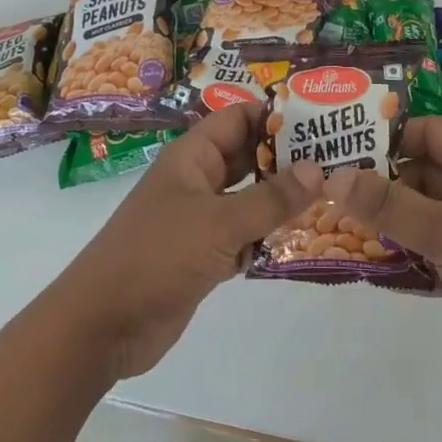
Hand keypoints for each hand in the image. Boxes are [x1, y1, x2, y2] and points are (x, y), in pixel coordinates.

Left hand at [55, 103, 322, 380]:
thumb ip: (271, 199)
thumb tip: (318, 169)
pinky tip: (301, 240)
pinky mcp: (203, 255)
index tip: (322, 122)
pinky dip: (266, 237)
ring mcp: (199, 219)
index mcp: (192, 157)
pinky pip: (243, 235)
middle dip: (287, 159)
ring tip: (331, 197)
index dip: (275, 116)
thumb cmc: (157, 256)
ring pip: (248, 199)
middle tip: (338, 160)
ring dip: (280, 201)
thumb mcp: (219, 223)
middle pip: (247, 158)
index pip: (238, 119)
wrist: (103, 325)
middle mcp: (197, 181)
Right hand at [339, 116, 441, 389]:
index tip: (343, 148)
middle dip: (383, 181)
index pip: (428, 130)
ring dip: (394, 219)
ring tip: (342, 225)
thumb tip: (334, 176)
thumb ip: (388, 204)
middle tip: (333, 191)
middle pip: (424, 171)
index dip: (389, 135)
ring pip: (429, 212)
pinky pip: (440, 247)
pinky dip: (413, 252)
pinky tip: (378, 263)